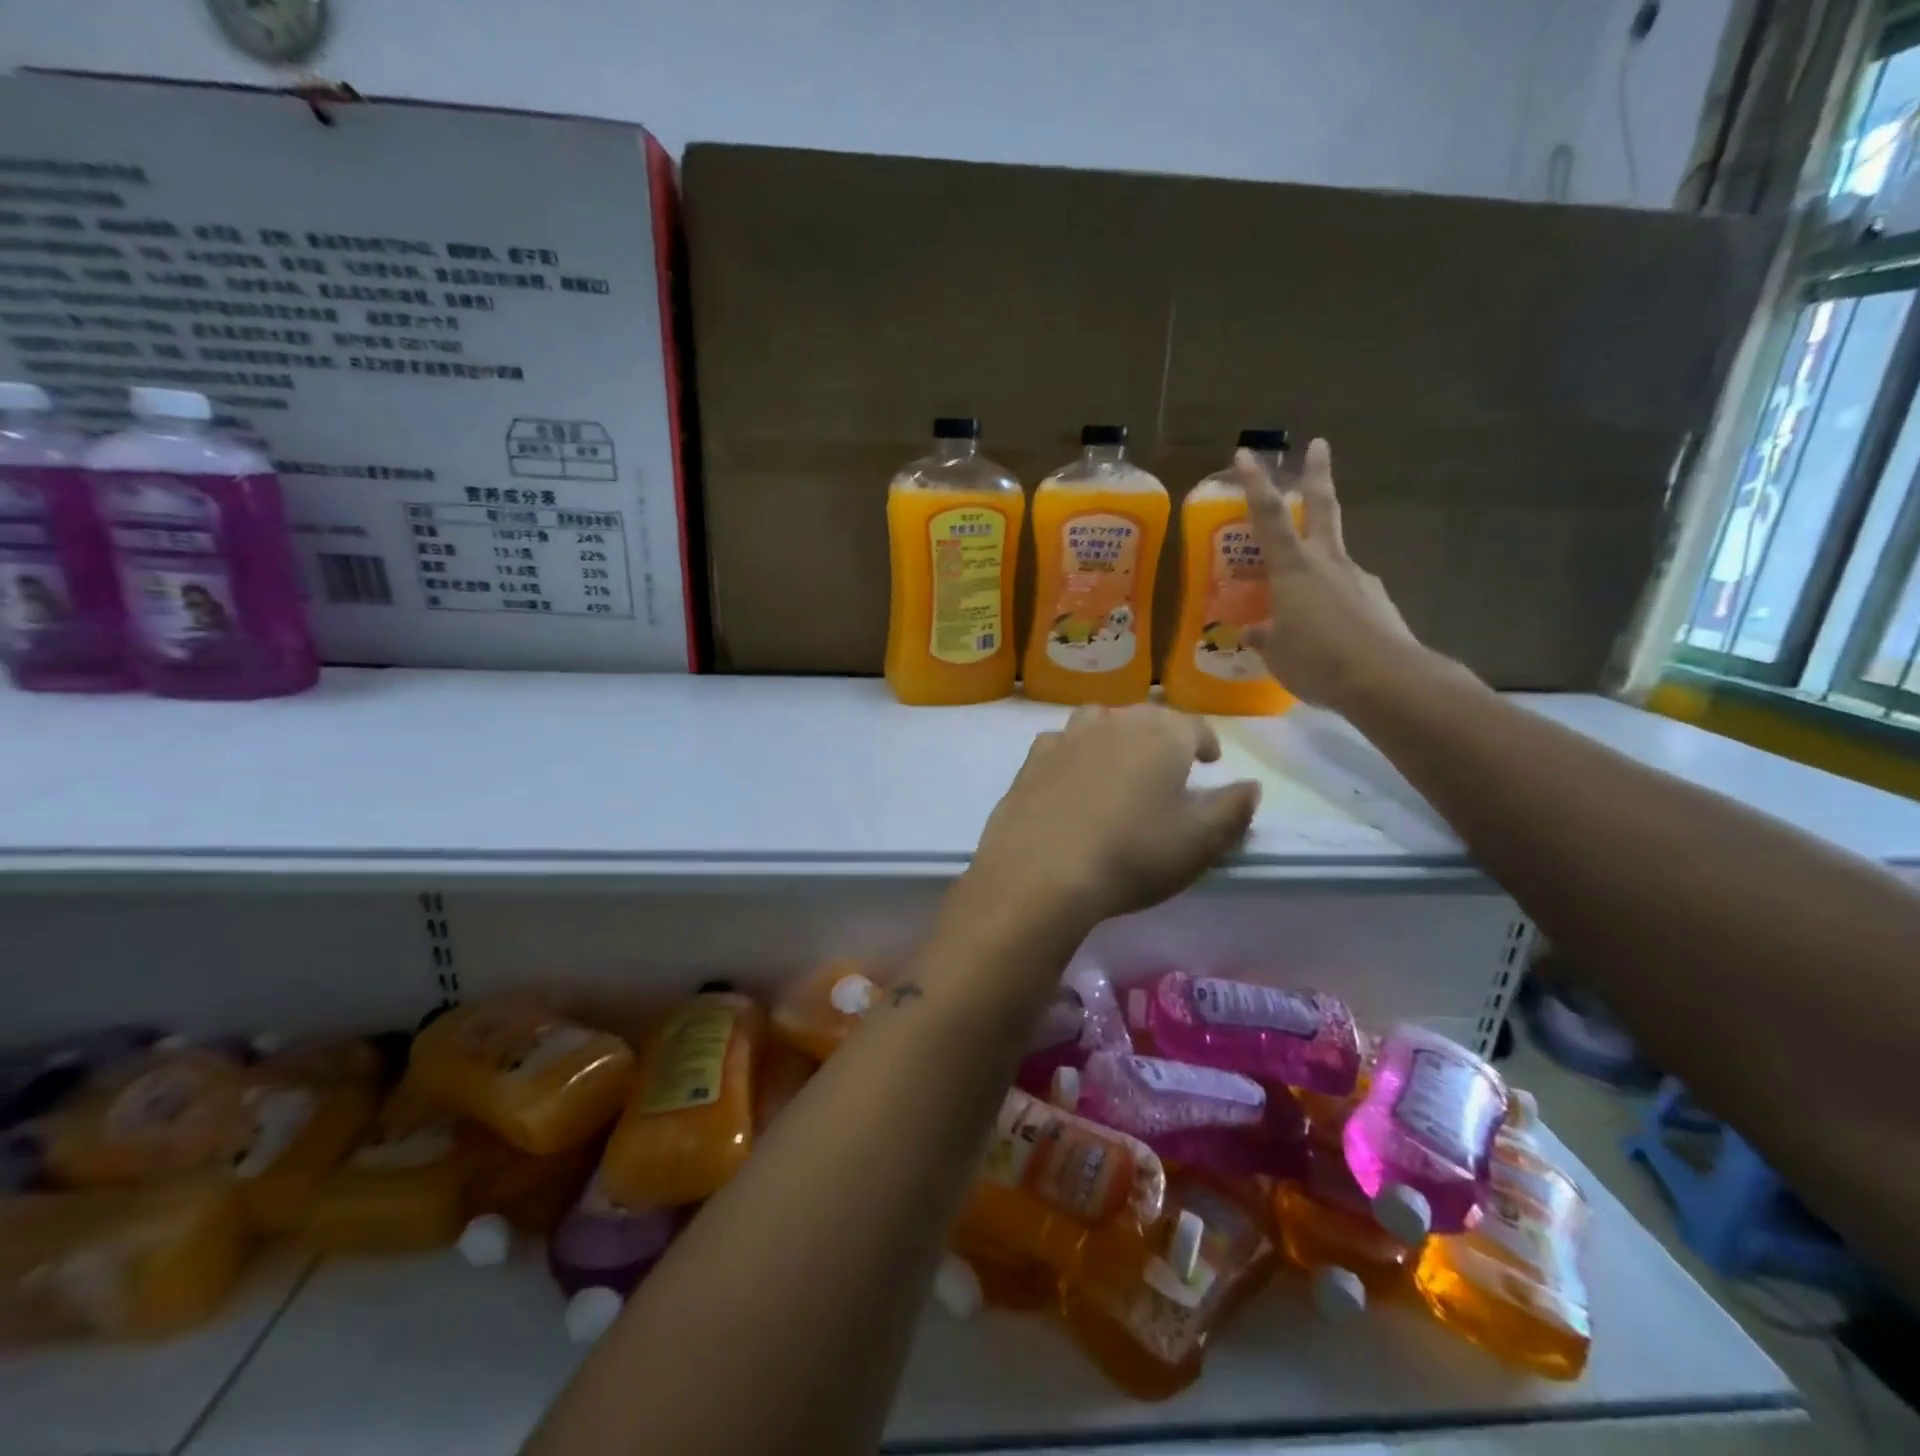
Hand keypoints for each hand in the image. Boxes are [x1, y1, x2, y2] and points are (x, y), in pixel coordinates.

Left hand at [968, 705, 1260, 930]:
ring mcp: (1067, 736)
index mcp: (1162, 734)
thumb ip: (1233, 809)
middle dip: (1162, 736)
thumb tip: (1250, 786)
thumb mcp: (1201, 842)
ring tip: (1119, 764)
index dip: (1206, 742)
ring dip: (1115, 736)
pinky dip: (1074, 753)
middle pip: (1145, 718)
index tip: (1210, 760)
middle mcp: (1114, 722)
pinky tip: (1072, 777)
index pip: (1194, 726)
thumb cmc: (1133, 855)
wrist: (1042, 871)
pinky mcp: (1032, 759)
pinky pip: (1061, 743)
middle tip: (1167, 765)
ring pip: (1099, 721)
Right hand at [1233, 438, 1419, 708]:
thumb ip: (1264, 637)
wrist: (1386, 680)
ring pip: (1334, 558)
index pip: (1269, 517)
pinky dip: (1334, 604)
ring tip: (1301, 602)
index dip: (1255, 485)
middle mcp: (1328, 563)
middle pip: (1322, 507)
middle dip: (1316, 475)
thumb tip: (1254, 631)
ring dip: (1319, 563)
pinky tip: (1328, 632)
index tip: (1246, 454)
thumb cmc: (1317, 660)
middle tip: (1319, 444)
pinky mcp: (1378, 603)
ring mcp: (1359, 579)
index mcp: (1293, 569)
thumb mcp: (1275, 653)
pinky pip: (1347, 595)